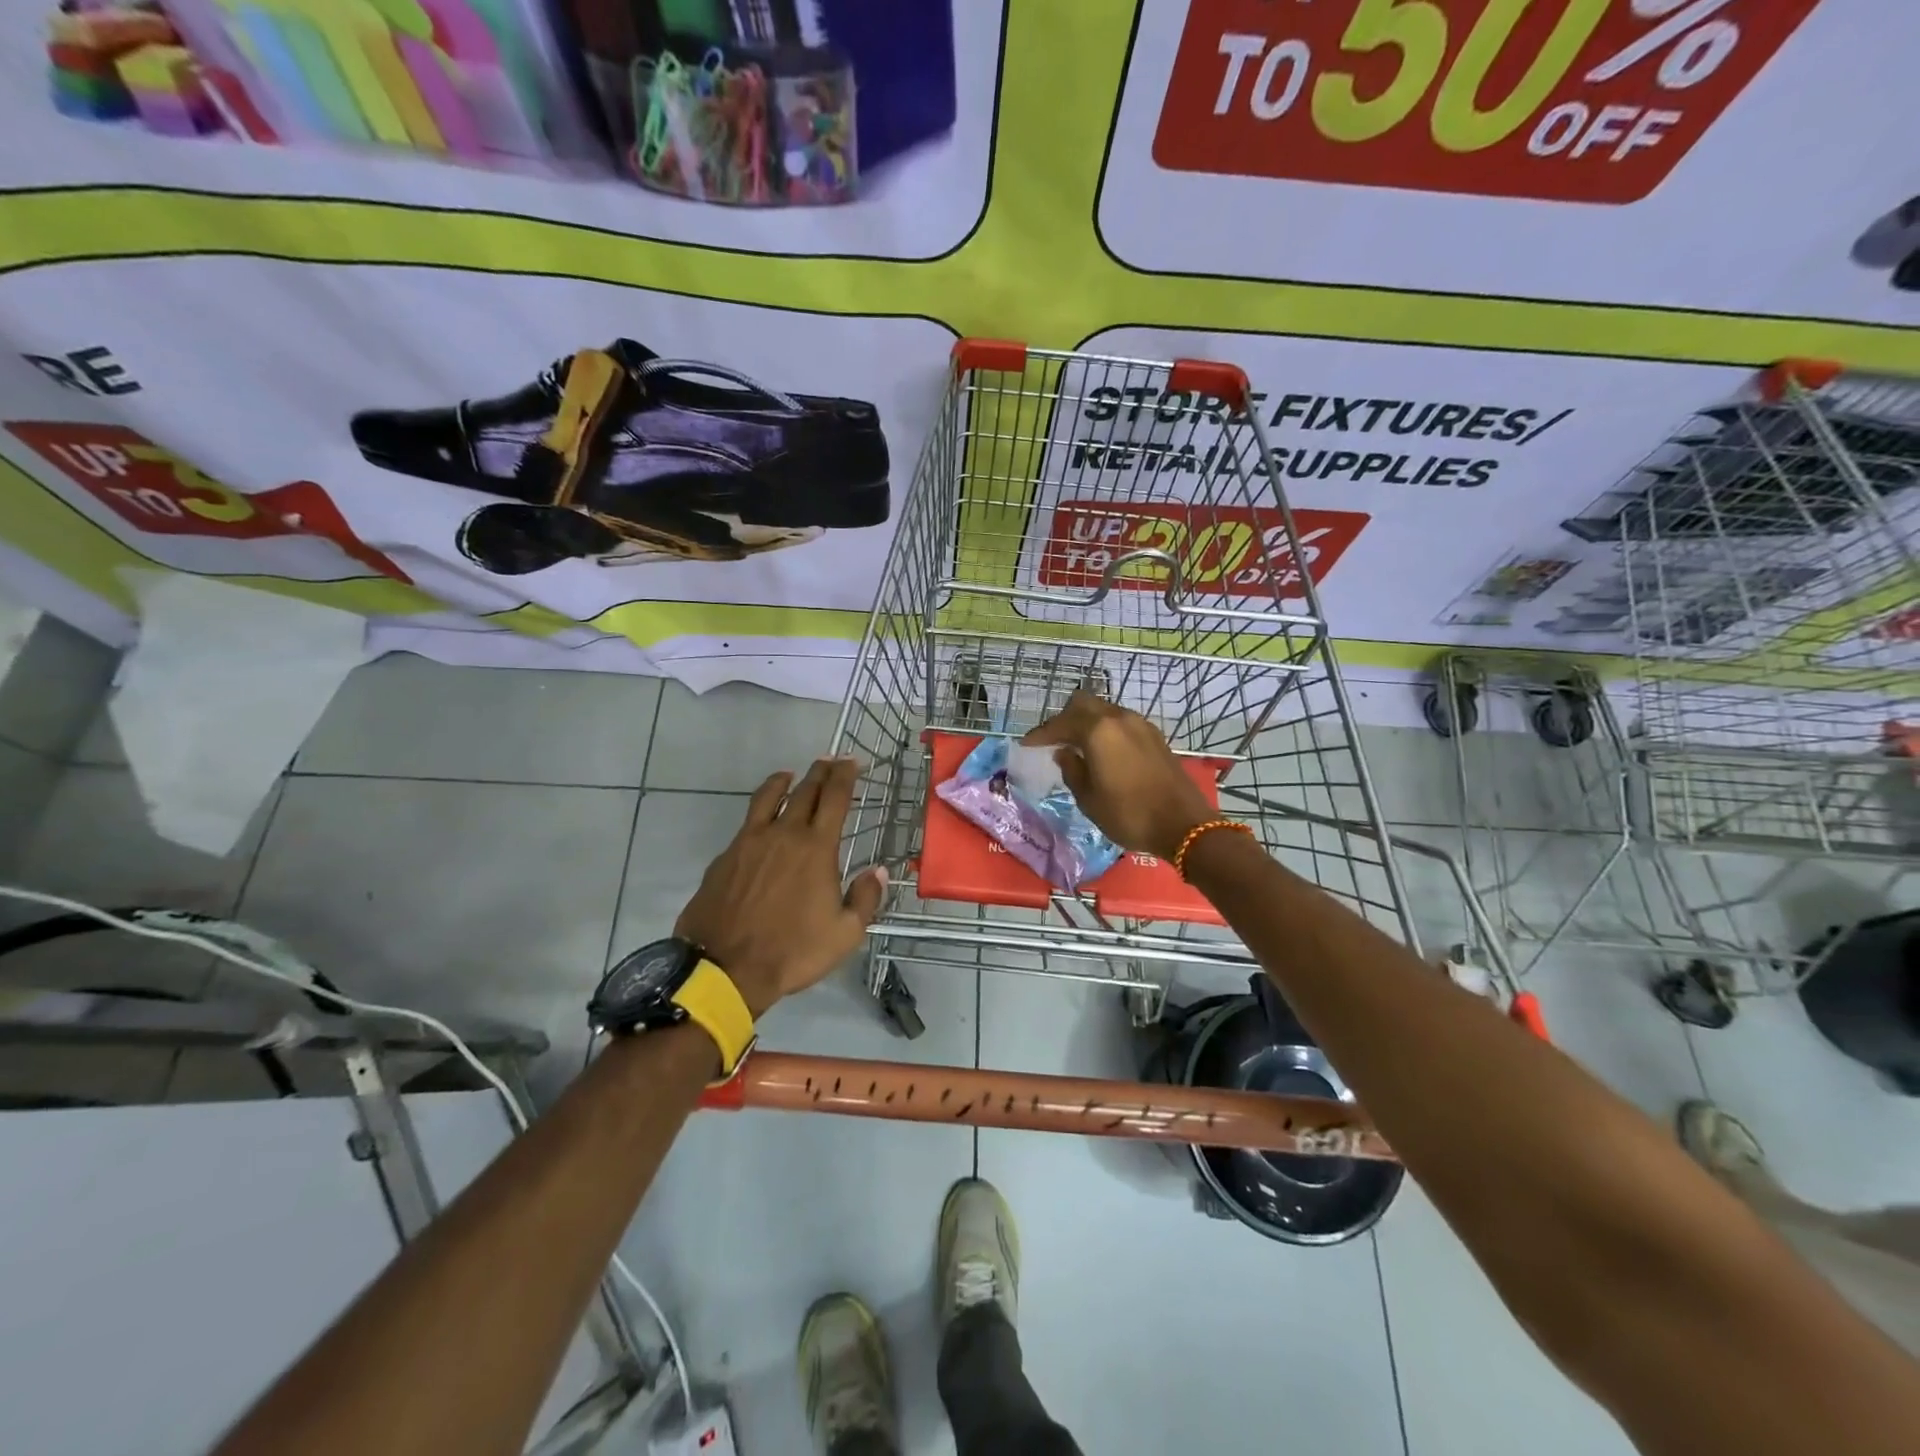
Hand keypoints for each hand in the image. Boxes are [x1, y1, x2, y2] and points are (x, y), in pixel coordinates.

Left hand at [675, 758, 886, 1018]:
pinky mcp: (725, 856)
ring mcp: (749, 842)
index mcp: (816, 848)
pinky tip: (761, 821)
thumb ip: (865, 898)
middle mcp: (783, 834)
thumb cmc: (792, 951)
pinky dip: (760, 811)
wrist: (724, 967)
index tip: (851, 761)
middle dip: (820, 772)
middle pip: (804, 791)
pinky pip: (747, 823)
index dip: (845, 775)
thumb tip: (879, 871)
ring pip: (768, 798)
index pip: (835, 798)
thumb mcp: (845, 934)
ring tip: (790, 775)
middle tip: (829, 761)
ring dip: (783, 782)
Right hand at [1023, 691, 1215, 859]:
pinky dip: (1105, 729)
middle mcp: (1119, 718)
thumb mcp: (1088, 799)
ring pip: (1104, 710)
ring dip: (1086, 722)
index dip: (1041, 734)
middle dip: (1064, 719)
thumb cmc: (1129, 814)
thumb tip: (1064, 753)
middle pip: (1083, 704)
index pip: (1061, 724)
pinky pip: (1121, 722)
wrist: (1183, 825)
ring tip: (1075, 745)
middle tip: (1052, 740)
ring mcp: (1140, 724)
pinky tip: (1101, 750)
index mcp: (1098, 731)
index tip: (1026, 744)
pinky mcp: (1155, 736)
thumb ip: (1072, 770)